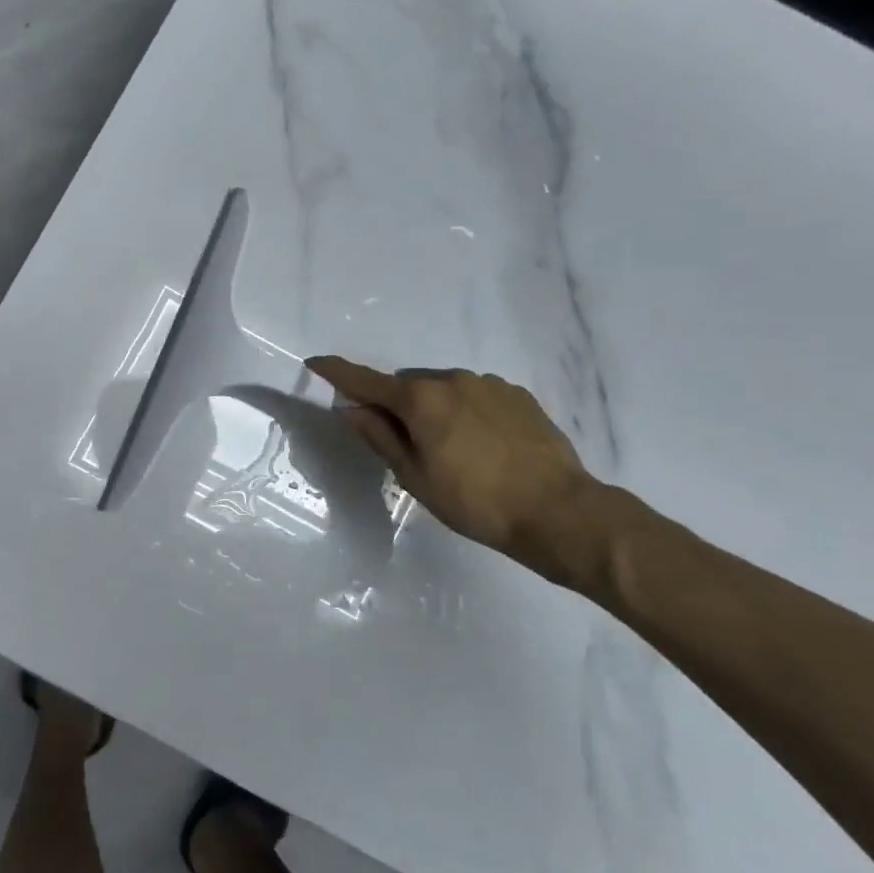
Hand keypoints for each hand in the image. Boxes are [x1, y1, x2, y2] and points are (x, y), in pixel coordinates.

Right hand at [306, 357, 594, 571]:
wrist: (558, 510)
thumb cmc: (475, 501)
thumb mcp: (415, 477)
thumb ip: (380, 437)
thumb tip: (350, 410)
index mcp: (420, 399)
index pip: (365, 381)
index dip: (337, 372)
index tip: (315, 363)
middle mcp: (452, 379)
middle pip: (407, 386)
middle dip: (397, 405)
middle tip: (405, 445)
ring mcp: (488, 383)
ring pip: (444, 389)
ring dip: (434, 409)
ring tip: (452, 450)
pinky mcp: (517, 394)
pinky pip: (476, 395)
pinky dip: (466, 411)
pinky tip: (483, 445)